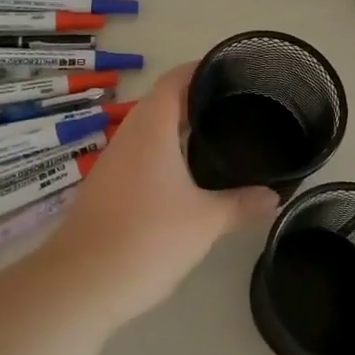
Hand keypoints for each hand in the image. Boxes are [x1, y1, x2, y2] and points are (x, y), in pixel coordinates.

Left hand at [44, 63, 277, 327]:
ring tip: (216, 137)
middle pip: (162, 102)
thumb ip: (242, 205)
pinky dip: (165, 154)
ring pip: (149, 131)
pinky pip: (141, 156)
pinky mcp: (106, 188)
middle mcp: (129, 136)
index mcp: (151, 128)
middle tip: (235, 107)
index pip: (175, 80)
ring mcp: (113, 162)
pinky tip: (186, 176)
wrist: (79, 284)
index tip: (231, 71)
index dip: (201, 70)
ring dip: (178, 129)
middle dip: (196, 101)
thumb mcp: (205, 222)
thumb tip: (274, 196)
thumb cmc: (146, 239)